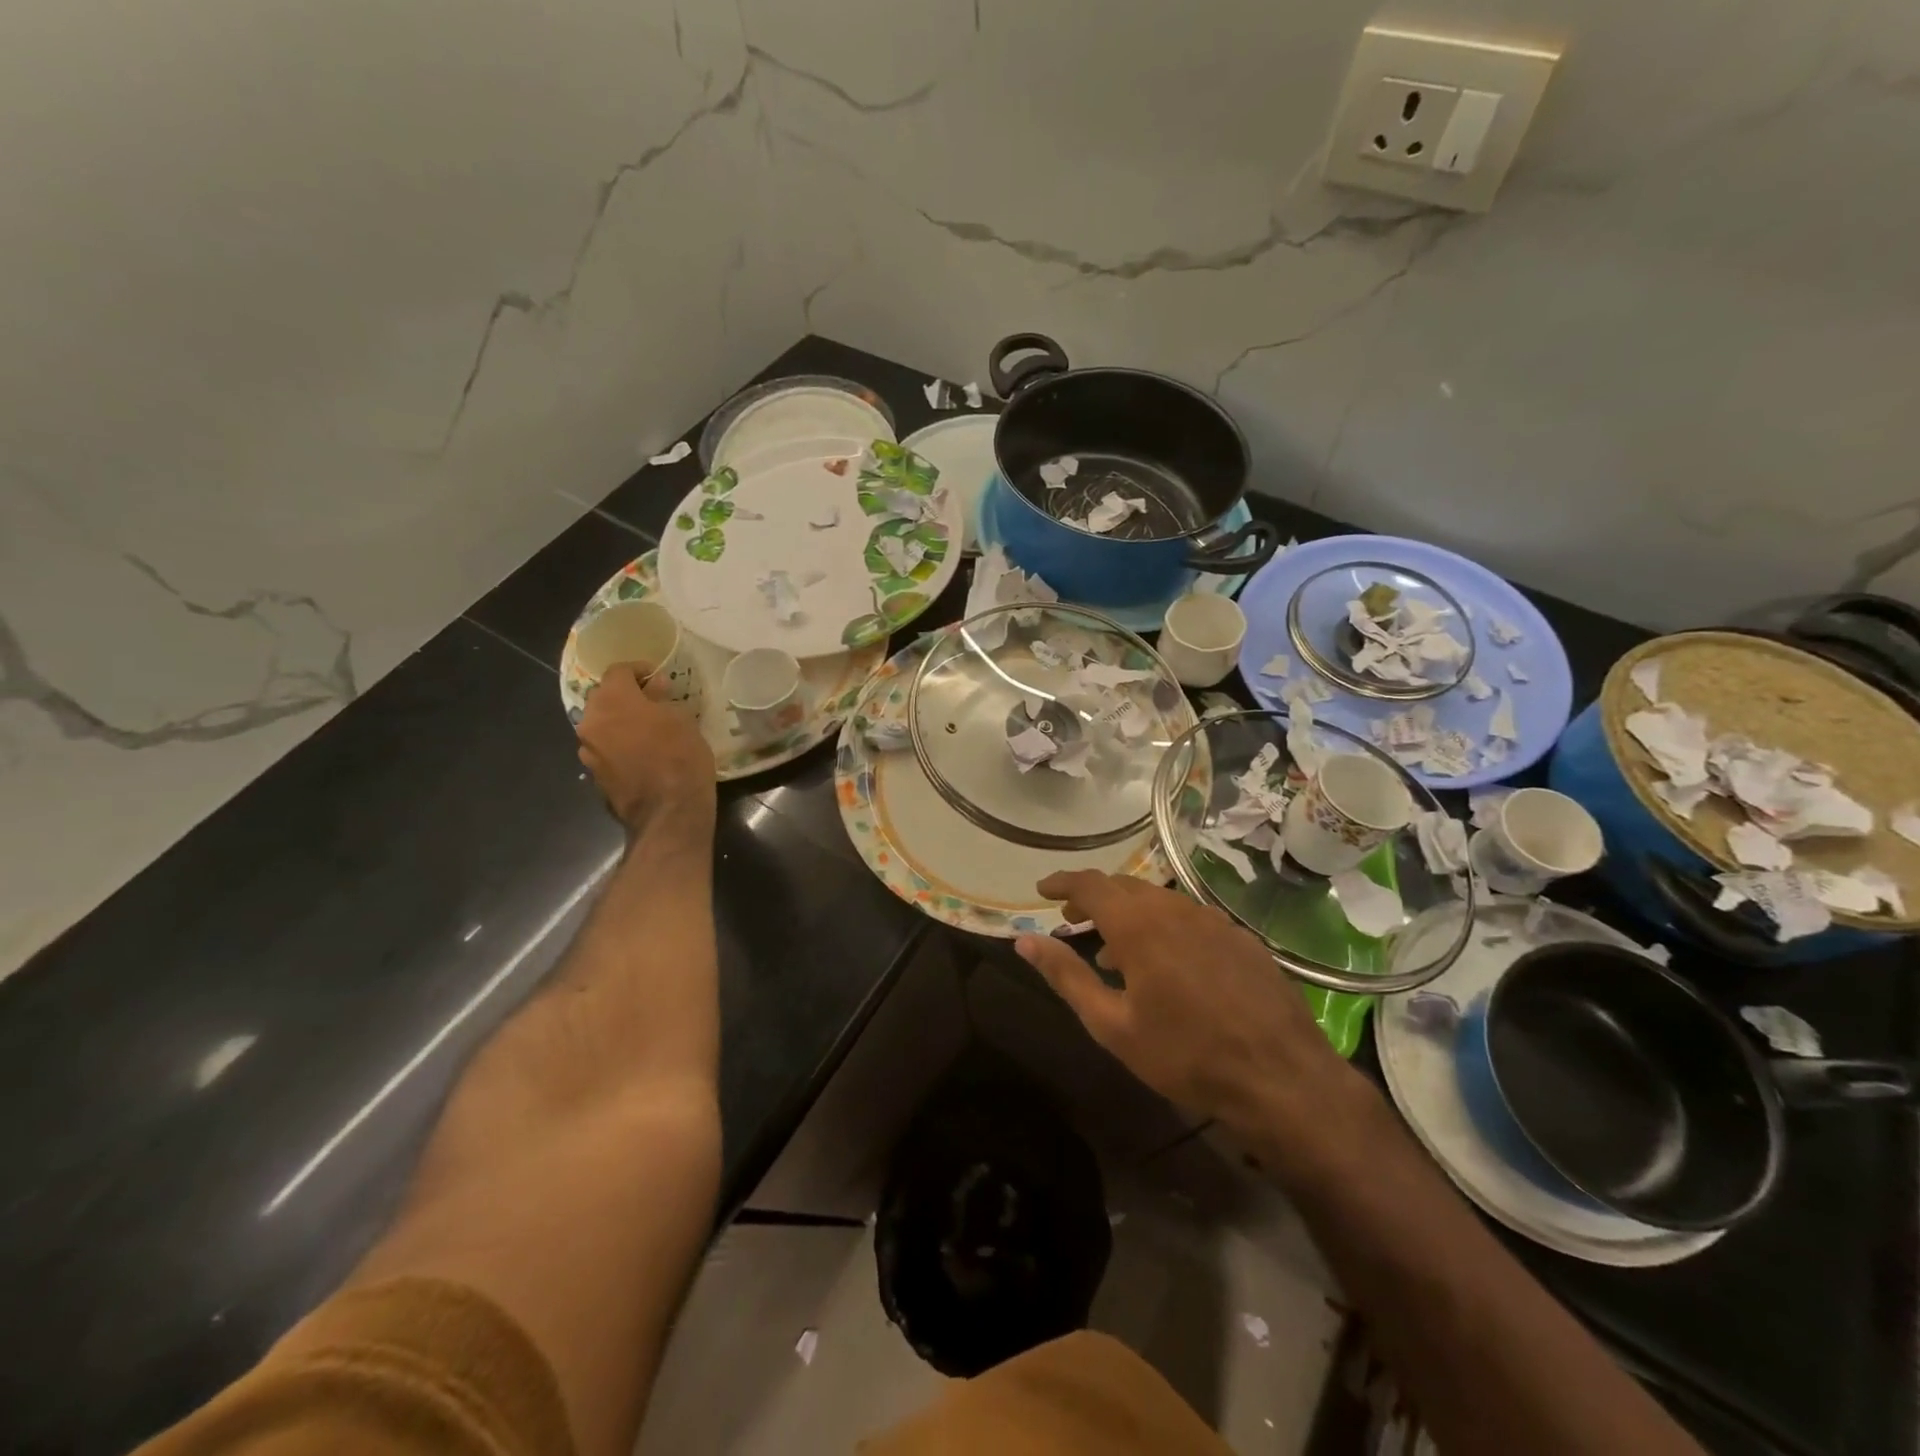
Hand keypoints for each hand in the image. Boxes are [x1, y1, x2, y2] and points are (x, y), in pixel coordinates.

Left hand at [576, 663, 714, 831]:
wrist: (668, 811)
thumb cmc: (681, 756)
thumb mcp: (682, 720)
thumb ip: (661, 699)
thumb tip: (654, 687)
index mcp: (613, 700)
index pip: (618, 671)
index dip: (638, 670)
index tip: (658, 677)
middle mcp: (591, 721)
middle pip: (604, 697)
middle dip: (626, 696)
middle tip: (652, 702)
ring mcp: (588, 750)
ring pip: (602, 724)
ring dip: (620, 722)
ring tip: (646, 730)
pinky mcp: (593, 774)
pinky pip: (604, 748)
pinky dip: (618, 745)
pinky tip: (640, 753)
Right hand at [1016, 871, 1375, 1169]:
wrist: (1282, 1078)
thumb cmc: (1186, 1055)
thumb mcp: (1113, 1025)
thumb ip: (1066, 976)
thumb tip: (1024, 941)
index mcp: (1139, 925)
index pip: (1091, 884)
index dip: (1062, 882)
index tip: (1042, 889)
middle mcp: (1175, 910)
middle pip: (1125, 886)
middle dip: (1093, 897)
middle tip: (1071, 915)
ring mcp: (1213, 921)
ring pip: (1159, 901)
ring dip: (1129, 914)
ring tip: (1113, 950)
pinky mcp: (1241, 938)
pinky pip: (1190, 919)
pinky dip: (1164, 927)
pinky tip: (1168, 963)